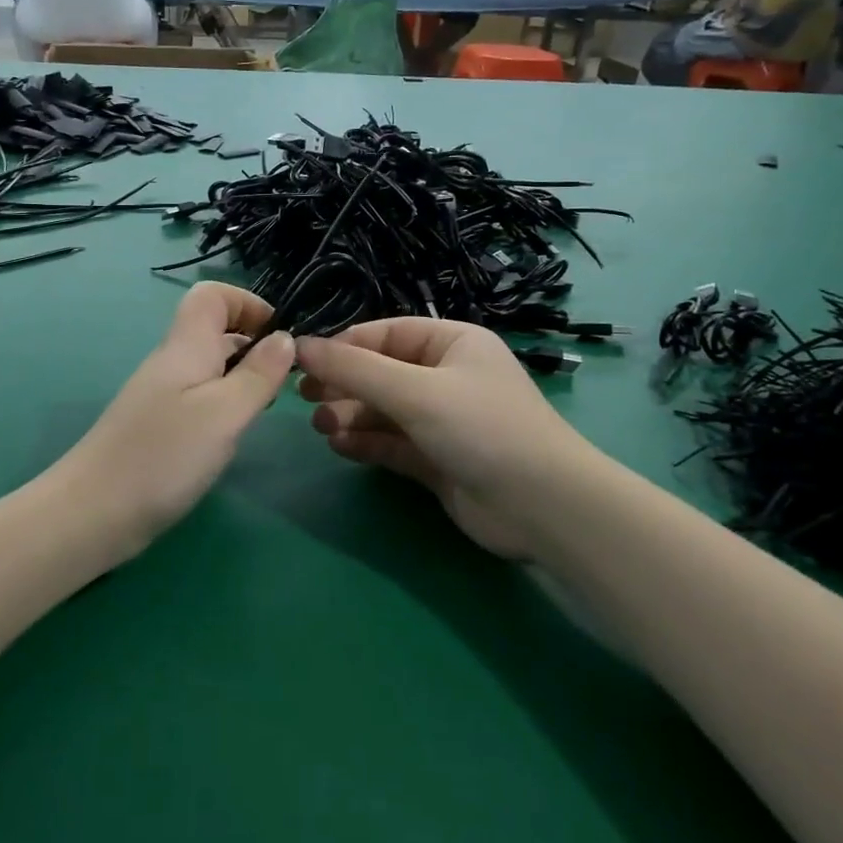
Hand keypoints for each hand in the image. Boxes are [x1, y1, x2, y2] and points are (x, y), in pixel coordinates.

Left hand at [53, 283, 294, 553]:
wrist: (93, 513)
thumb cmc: (164, 456)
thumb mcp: (224, 413)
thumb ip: (258, 374)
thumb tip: (285, 337)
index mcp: (187, 346)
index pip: (211, 294)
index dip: (248, 302)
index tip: (280, 335)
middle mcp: (174, 362)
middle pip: (215, 329)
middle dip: (255, 343)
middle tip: (286, 379)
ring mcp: (164, 395)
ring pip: (212, 366)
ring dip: (244, 376)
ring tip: (268, 407)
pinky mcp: (161, 426)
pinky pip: (201, 397)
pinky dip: (226, 405)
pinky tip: (235, 434)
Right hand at [295, 320, 590, 561]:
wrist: (542, 508)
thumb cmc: (481, 428)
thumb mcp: (415, 391)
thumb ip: (354, 370)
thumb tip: (299, 345)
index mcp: (453, 343)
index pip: (387, 334)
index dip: (344, 346)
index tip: (304, 362)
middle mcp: (447, 377)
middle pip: (382, 373)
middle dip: (344, 384)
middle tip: (304, 398)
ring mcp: (443, 421)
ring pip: (385, 410)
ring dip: (351, 416)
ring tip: (321, 427)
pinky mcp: (438, 460)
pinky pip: (393, 443)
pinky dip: (366, 443)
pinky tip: (340, 446)